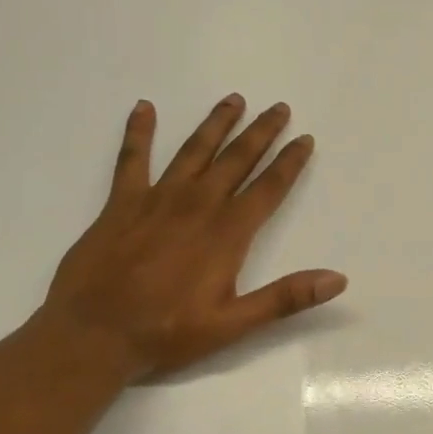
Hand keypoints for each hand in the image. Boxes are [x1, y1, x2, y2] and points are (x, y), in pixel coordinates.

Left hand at [40, 95, 346, 378]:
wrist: (95, 333)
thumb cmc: (168, 332)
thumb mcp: (235, 324)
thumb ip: (286, 297)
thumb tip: (337, 279)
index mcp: (227, 233)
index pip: (268, 189)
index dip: (289, 162)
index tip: (305, 139)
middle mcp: (196, 205)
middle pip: (236, 160)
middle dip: (261, 132)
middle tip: (279, 107)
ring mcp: (156, 199)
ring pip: (193, 150)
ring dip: (216, 124)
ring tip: (234, 99)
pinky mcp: (121, 203)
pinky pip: (132, 158)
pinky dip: (139, 132)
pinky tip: (144, 108)